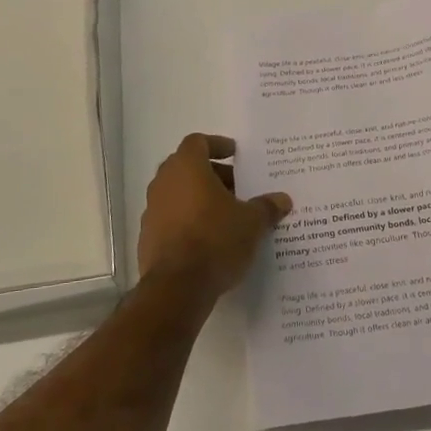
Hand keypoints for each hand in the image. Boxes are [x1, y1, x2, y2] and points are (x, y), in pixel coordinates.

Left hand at [137, 134, 291, 297]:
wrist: (177, 288)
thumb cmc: (216, 240)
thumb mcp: (252, 222)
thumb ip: (266, 207)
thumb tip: (282, 199)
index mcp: (186, 168)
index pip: (197, 142)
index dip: (217, 145)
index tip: (235, 154)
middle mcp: (164, 183)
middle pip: (187, 167)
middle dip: (213, 174)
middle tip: (238, 187)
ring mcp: (152, 211)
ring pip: (178, 194)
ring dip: (200, 199)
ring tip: (227, 215)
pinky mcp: (148, 238)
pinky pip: (171, 219)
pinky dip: (188, 221)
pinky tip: (209, 240)